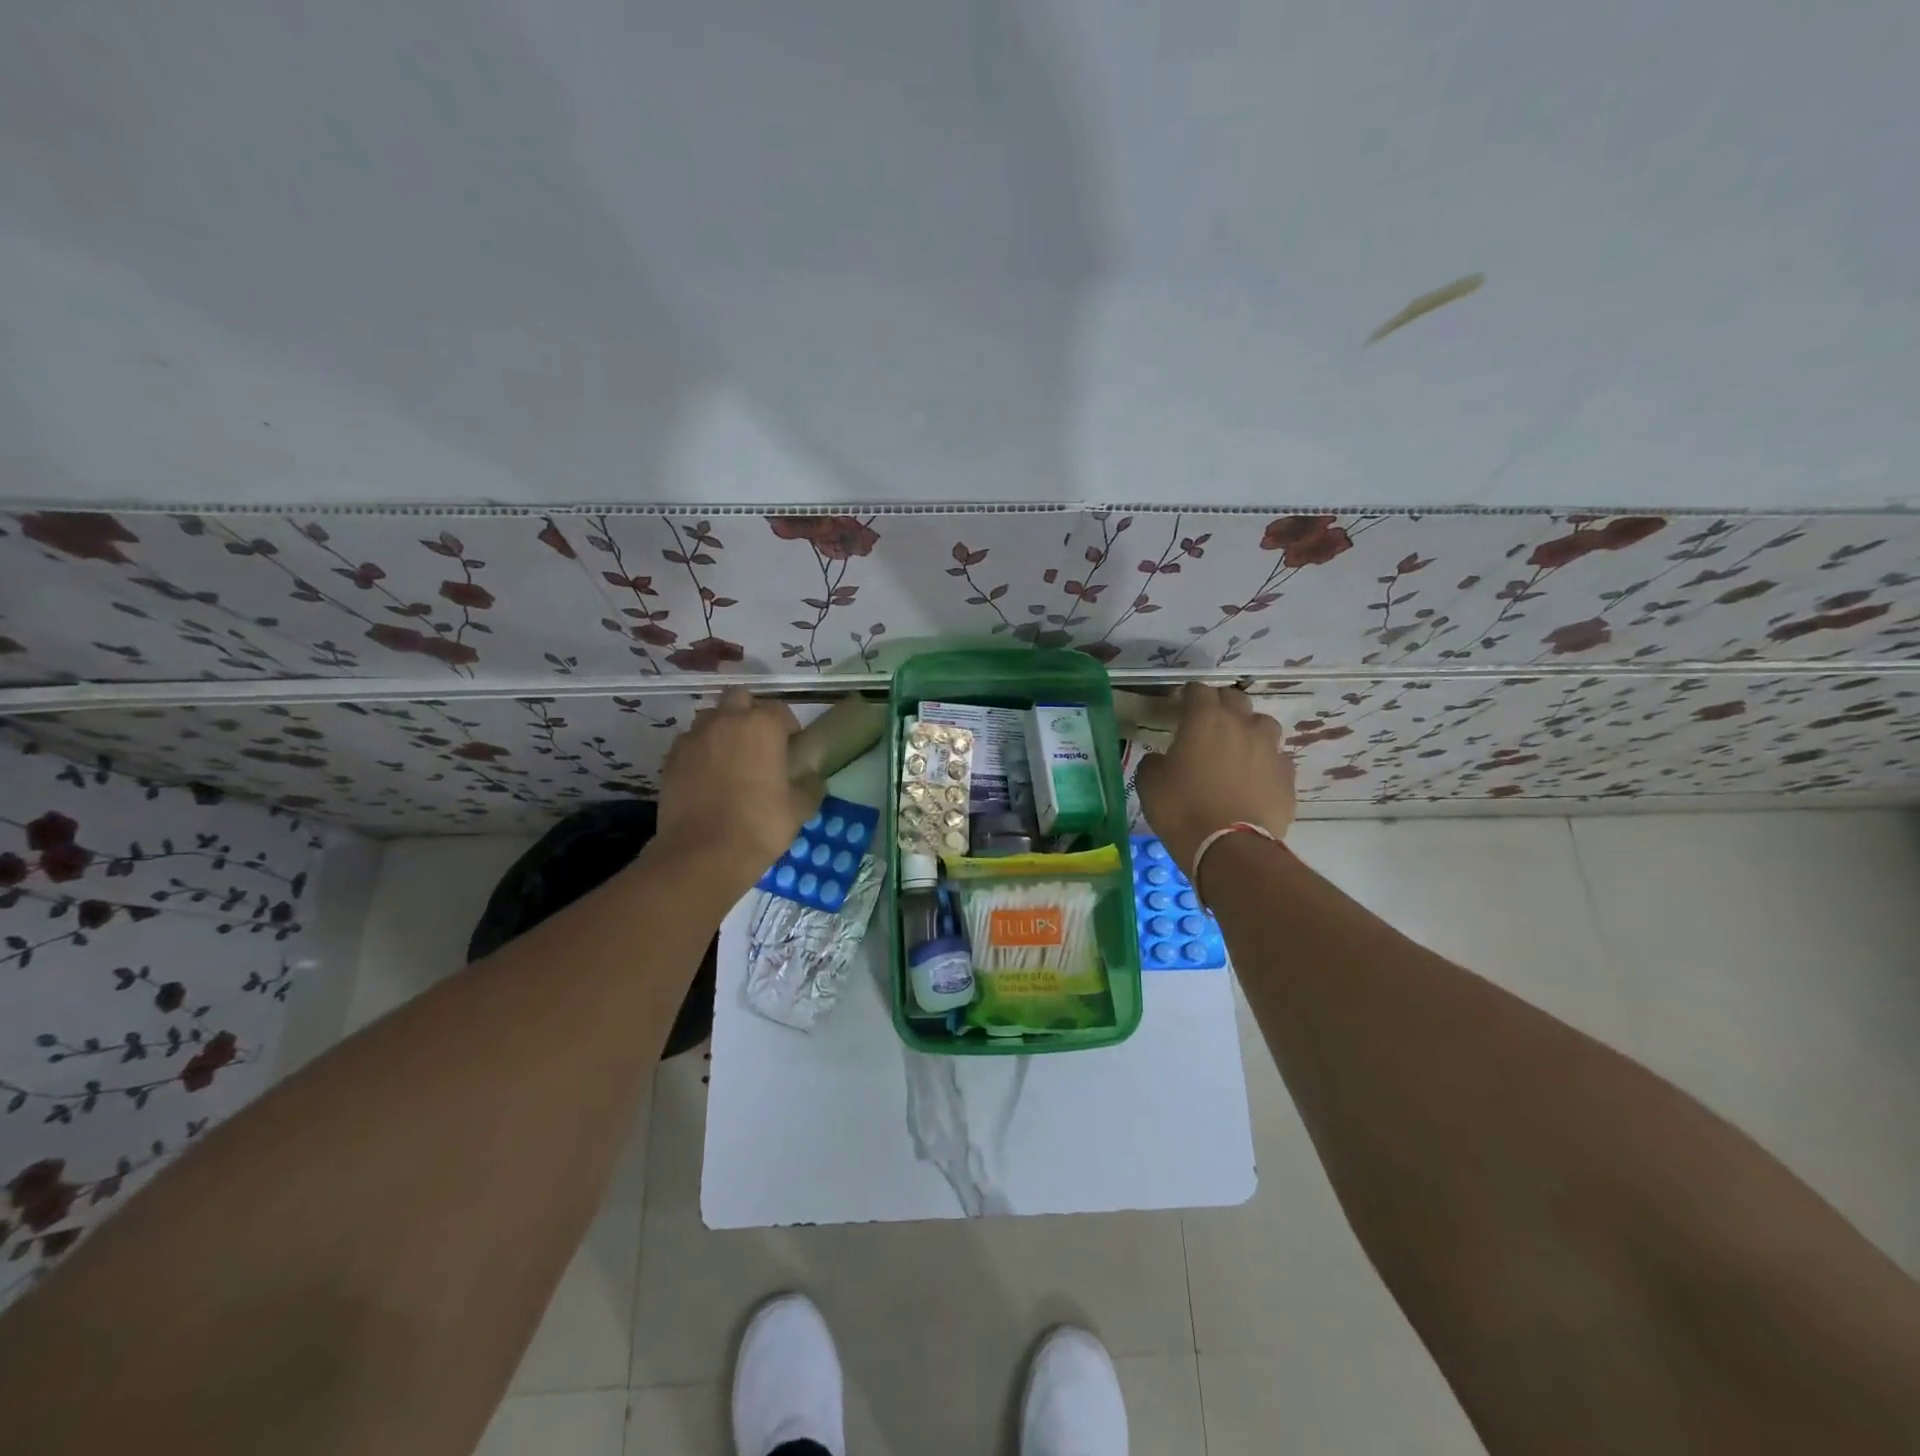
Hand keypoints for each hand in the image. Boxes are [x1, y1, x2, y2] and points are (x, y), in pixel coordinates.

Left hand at [656, 688, 824, 886]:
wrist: (703, 854)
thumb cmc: (760, 826)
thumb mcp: (800, 809)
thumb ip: (810, 786)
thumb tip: (813, 778)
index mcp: (762, 726)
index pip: (780, 710)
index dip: (787, 728)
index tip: (791, 749)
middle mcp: (726, 721)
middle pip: (739, 698)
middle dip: (749, 713)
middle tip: (758, 744)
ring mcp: (694, 738)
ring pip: (710, 718)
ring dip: (722, 729)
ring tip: (730, 758)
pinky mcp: (671, 758)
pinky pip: (690, 742)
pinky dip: (700, 751)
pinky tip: (707, 777)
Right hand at [1135, 684, 1295, 874]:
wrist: (1229, 849)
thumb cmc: (1182, 809)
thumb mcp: (1149, 783)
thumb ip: (1155, 762)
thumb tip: (1161, 759)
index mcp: (1205, 720)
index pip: (1198, 690)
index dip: (1187, 695)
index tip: (1178, 706)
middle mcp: (1242, 726)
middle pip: (1235, 699)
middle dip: (1220, 705)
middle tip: (1207, 723)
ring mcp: (1270, 750)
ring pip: (1264, 725)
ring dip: (1249, 730)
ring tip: (1237, 748)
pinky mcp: (1287, 778)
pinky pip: (1277, 760)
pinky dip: (1265, 763)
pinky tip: (1254, 779)